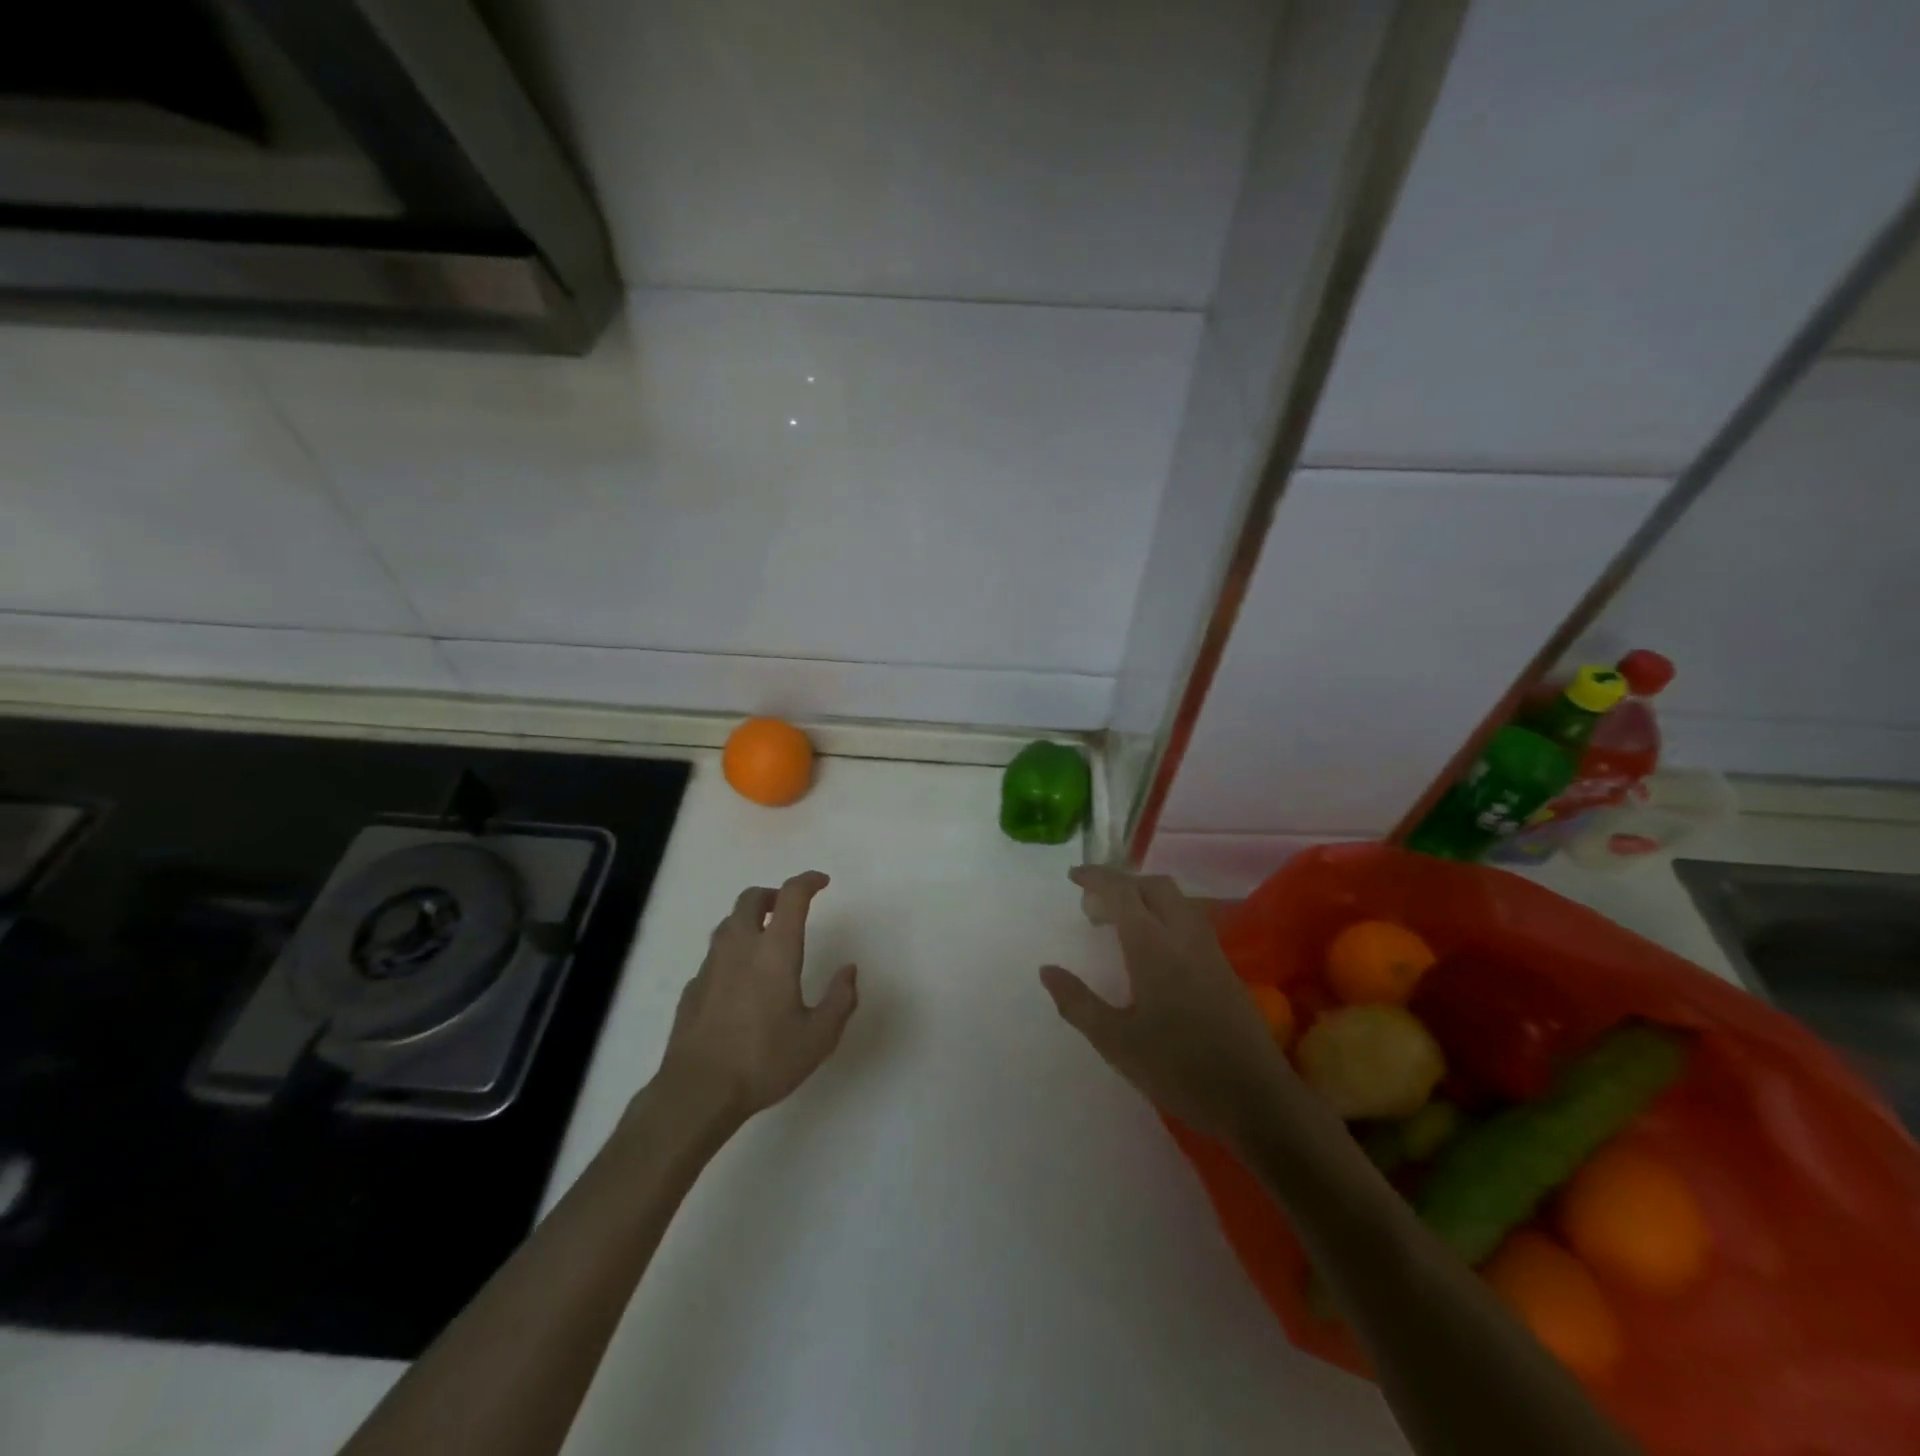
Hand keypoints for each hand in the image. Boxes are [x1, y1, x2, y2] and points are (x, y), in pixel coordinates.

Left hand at [652, 871, 857, 1131]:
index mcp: (775, 950)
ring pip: (728, 923)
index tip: (822, 882)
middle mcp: (740, 947)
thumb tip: (849, 971)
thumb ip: (840, 999)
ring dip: (750, 920)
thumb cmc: (764, 1060)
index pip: (791, 896)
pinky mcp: (693, 988)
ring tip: (766, 940)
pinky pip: (714, 955)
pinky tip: (740, 981)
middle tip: (788, 908)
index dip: (808, 881)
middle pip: (751, 899)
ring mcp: (711, 966)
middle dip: (772, 895)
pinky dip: (732, 953)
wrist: (698, 1091)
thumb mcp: (818, 1037)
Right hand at [1041, 866, 1284, 1143]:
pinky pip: (1191, 922)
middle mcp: (1184, 937)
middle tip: (1095, 906)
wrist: (1256, 1100)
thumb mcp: (1116, 1042)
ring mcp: (1210, 951)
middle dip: (1123, 884)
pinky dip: (1165, 917)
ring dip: (1146, 898)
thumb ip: (1078, 1002)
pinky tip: (1154, 951)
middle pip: (1155, 886)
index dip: (1096, 878)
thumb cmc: (1179, 1069)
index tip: (1073, 878)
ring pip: (1178, 901)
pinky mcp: (1225, 969)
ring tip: (1121, 924)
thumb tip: (1047, 970)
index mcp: (1154, 946)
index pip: (1123, 892)